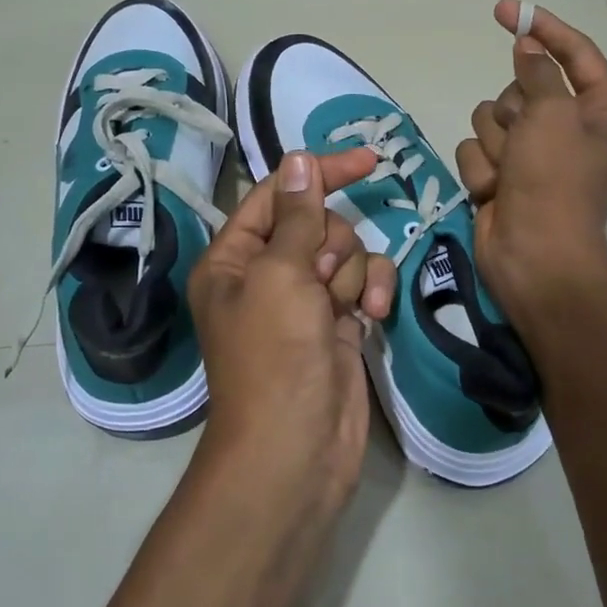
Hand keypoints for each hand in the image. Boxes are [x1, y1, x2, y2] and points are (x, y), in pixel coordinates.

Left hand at [188, 149, 396, 507]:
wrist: (296, 447)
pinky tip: (372, 315)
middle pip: (317, 224)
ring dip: (351, 274)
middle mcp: (266, 274)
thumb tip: (299, 159)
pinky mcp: (337, 323)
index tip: (368, 161)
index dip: (319, 172)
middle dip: (330, 245)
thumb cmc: (274, 355)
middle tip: (319, 281)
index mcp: (234, 257)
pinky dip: (371, 293)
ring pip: (345, 254)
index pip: (278, 193)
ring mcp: (304, 300)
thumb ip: (296, 214)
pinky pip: (362, 284)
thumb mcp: (280, 274)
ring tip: (342, 310)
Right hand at [455, 0, 606, 318]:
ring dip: (495, 146)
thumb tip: (527, 46)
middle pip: (522, 87)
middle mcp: (570, 128)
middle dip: (514, 113)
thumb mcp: (552, 114)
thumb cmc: (555, 181)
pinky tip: (496, 193)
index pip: (574, 53)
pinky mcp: (504, 175)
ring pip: (492, 117)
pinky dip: (482, 170)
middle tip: (525, 142)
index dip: (541, 28)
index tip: (506, 9)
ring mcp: (534, 154)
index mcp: (603, 110)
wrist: (534, 256)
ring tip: (510, 174)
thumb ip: (538, 71)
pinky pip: (477, 150)